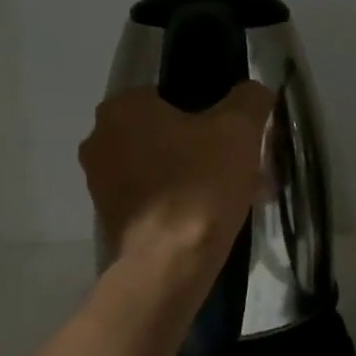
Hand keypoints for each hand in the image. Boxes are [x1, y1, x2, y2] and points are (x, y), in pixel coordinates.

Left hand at [80, 83, 274, 277]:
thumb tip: (255, 91)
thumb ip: (250, 99)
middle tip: (242, 166)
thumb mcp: (239, 130)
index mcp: (121, 108)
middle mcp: (100, 140)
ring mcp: (101, 183)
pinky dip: (181, 202)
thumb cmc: (200, 185)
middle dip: (205, 147)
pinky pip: (154, 198)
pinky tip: (214, 218)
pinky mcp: (111, 219)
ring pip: (162, 167)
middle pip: (167, 133)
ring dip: (197, 176)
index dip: (211, 112)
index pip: (172, 93)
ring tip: (237, 195)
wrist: (169, 264)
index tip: (237, 135)